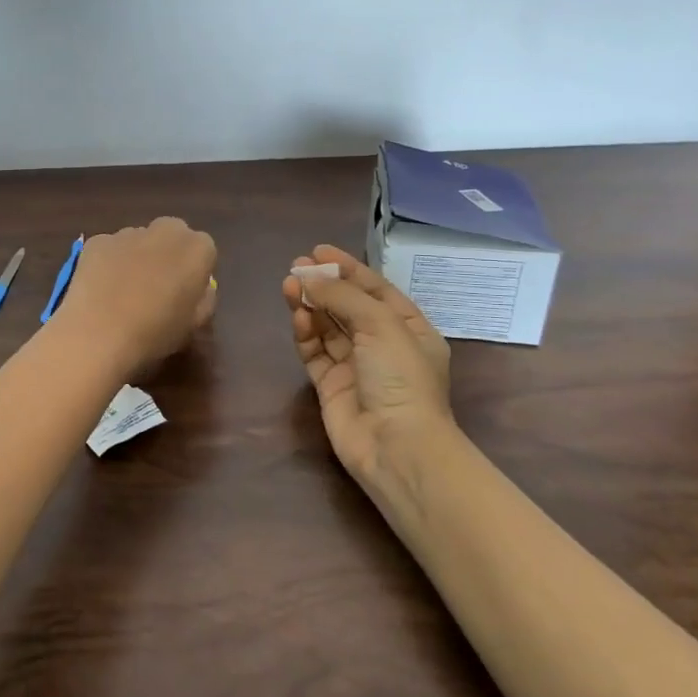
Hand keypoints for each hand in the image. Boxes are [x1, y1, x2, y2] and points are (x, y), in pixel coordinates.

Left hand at [56, 217, 218, 377]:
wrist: (98, 335)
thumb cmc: (155, 334)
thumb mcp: (195, 325)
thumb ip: (203, 299)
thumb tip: (198, 288)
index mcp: (197, 248)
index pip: (204, 250)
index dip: (194, 272)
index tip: (185, 293)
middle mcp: (165, 230)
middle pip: (171, 236)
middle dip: (167, 254)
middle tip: (156, 286)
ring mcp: (127, 233)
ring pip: (139, 240)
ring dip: (137, 257)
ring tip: (123, 292)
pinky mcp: (97, 241)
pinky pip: (109, 249)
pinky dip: (108, 263)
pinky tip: (100, 290)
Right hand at [284, 246, 453, 490]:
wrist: (395, 446)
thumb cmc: (400, 377)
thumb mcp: (380, 324)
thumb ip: (343, 296)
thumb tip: (307, 276)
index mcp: (409, 329)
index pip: (376, 289)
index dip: (348, 268)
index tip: (318, 250)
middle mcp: (383, 345)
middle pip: (348, 306)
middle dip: (324, 284)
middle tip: (296, 266)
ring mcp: (356, 366)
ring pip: (327, 326)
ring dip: (310, 304)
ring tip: (288, 285)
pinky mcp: (330, 385)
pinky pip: (315, 351)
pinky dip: (305, 332)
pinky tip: (297, 316)